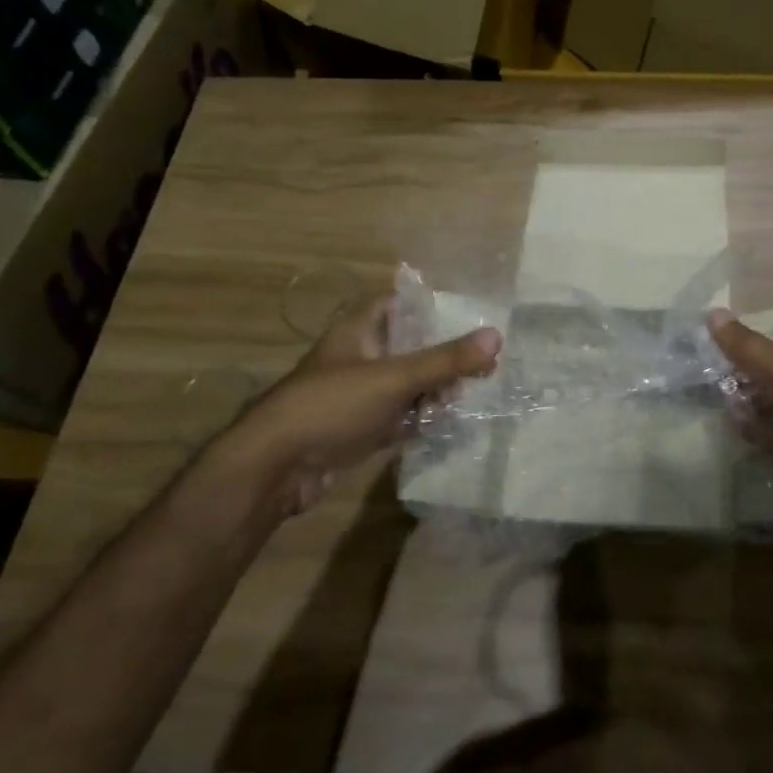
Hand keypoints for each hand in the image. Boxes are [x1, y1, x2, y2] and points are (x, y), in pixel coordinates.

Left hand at [208, 294, 502, 516]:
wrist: (275, 469)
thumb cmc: (331, 406)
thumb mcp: (394, 378)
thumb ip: (446, 360)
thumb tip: (497, 336)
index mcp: (360, 331)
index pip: (400, 303)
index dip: (432, 305)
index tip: (472, 313)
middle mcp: (361, 357)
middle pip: (412, 346)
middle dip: (445, 355)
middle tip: (483, 365)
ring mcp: (361, 395)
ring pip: (409, 383)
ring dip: (437, 390)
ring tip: (467, 396)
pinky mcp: (362, 428)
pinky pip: (402, 415)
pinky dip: (422, 418)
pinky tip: (448, 422)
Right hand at [707, 308, 772, 530]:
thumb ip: (750, 348)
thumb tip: (712, 313)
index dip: (744, 344)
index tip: (707, 352)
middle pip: (772, 376)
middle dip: (742, 380)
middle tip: (705, 386)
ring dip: (748, 409)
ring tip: (718, 412)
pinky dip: (760, 437)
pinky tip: (740, 438)